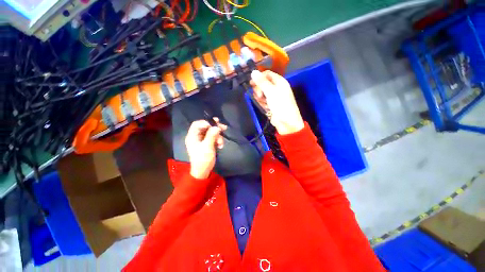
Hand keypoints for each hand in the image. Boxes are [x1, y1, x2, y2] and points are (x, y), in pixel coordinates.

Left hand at [185, 119, 225, 178]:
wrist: (203, 171)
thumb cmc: (203, 159)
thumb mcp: (207, 147)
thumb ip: (211, 136)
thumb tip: (217, 126)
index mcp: (192, 136)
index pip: (197, 124)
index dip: (206, 122)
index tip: (215, 124)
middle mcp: (196, 136)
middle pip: (206, 127)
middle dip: (215, 128)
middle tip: (224, 127)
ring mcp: (202, 140)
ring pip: (211, 132)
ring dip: (218, 136)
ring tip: (221, 143)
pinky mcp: (207, 143)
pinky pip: (213, 137)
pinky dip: (218, 140)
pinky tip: (220, 145)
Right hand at [250, 70, 304, 134]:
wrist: (286, 123)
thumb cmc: (281, 105)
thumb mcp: (271, 92)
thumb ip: (262, 82)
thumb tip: (253, 71)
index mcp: (279, 82)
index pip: (267, 74)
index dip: (259, 77)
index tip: (252, 83)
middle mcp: (276, 87)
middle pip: (262, 83)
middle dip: (259, 89)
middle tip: (260, 95)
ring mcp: (273, 97)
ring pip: (261, 93)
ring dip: (260, 98)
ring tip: (264, 103)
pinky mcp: (270, 104)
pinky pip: (262, 101)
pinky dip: (262, 104)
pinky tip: (265, 108)